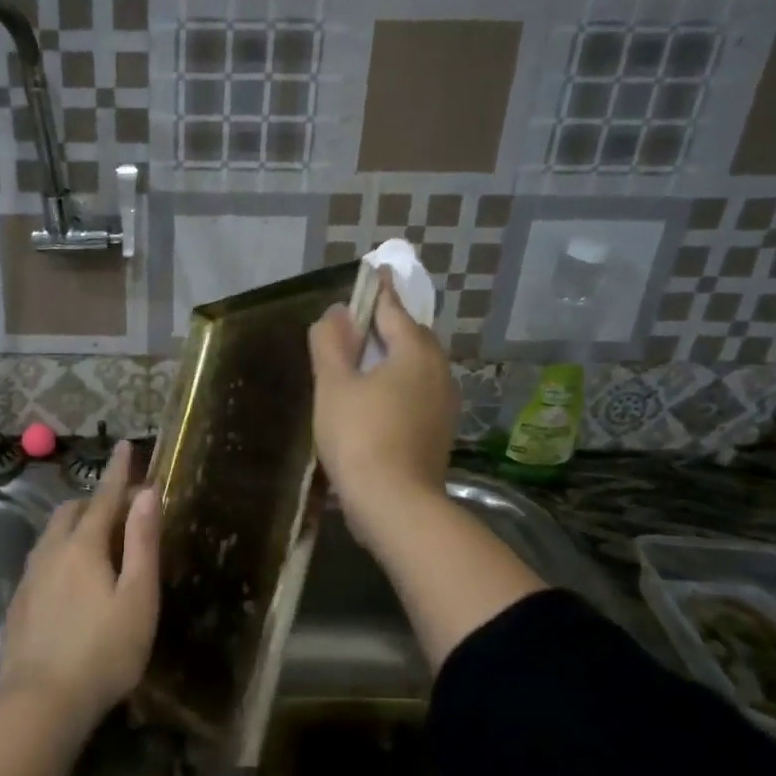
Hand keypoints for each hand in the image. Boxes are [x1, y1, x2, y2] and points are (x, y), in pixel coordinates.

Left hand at [0, 441, 160, 732]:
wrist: (40, 703)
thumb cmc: (103, 652)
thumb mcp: (138, 598)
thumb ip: (143, 543)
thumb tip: (147, 493)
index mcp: (83, 546)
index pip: (104, 497)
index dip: (118, 471)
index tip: (126, 445)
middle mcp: (50, 552)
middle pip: (71, 512)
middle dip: (95, 501)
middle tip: (120, 510)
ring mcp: (30, 578)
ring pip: (52, 536)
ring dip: (75, 527)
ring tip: (97, 543)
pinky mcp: (20, 604)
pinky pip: (42, 561)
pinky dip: (60, 553)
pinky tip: (70, 581)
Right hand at [308, 272, 459, 546]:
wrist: (395, 504)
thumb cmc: (360, 436)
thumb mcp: (334, 385)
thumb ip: (331, 344)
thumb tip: (336, 313)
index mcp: (415, 352)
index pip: (394, 308)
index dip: (378, 290)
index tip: (373, 271)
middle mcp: (439, 372)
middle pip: (410, 337)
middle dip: (386, 326)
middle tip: (358, 323)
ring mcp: (444, 404)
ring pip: (415, 368)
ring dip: (391, 359)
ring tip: (362, 362)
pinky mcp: (439, 432)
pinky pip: (416, 394)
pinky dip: (396, 387)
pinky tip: (375, 400)